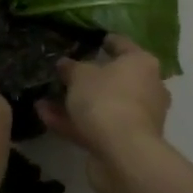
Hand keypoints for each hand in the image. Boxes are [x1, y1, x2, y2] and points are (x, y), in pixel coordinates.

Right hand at [37, 35, 171, 192]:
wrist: (123, 153)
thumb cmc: (106, 99)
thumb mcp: (80, 76)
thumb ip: (71, 68)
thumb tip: (65, 64)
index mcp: (142, 64)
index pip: (123, 45)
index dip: (106, 41)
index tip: (93, 40)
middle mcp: (147, 88)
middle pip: (115, 79)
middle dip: (89, 78)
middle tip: (65, 74)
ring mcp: (138, 118)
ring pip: (103, 105)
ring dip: (75, 103)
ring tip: (45, 98)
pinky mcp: (125, 142)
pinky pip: (97, 126)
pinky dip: (73, 122)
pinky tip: (45, 116)